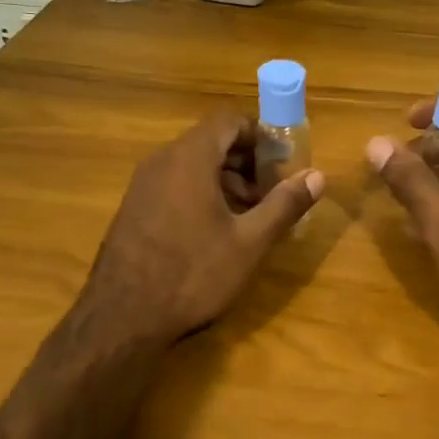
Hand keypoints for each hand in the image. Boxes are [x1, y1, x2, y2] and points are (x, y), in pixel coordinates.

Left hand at [84, 113, 324, 341]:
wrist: (121, 318)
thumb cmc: (193, 274)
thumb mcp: (249, 242)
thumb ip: (284, 204)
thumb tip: (317, 176)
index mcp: (190, 158)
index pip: (229, 120)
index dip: (261, 135)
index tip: (283, 163)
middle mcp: (162, 161)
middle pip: (211, 141)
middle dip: (247, 162)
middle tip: (272, 193)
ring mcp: (142, 185)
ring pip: (192, 165)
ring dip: (225, 180)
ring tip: (249, 216)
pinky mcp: (133, 209)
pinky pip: (174, 185)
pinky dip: (200, 194)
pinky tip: (215, 232)